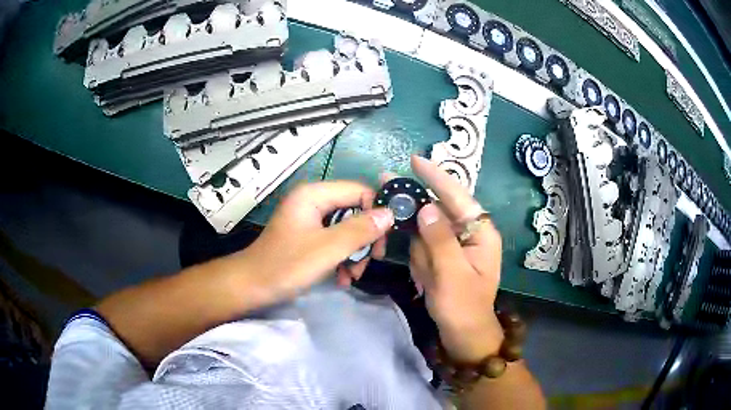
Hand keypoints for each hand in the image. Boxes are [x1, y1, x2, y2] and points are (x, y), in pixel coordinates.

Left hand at [234, 181, 392, 305]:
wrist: (251, 287)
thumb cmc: (286, 265)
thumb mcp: (328, 248)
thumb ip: (361, 230)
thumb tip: (390, 214)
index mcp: (314, 195)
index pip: (359, 191)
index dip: (376, 213)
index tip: (382, 241)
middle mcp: (313, 201)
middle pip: (354, 211)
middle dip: (364, 239)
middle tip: (369, 262)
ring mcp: (310, 220)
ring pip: (347, 229)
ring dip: (354, 253)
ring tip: (352, 276)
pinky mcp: (308, 236)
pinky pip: (334, 241)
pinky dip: (342, 258)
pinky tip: (341, 279)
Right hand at [407, 155, 503, 361]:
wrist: (464, 334)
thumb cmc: (463, 307)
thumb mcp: (452, 275)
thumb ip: (440, 240)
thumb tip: (427, 207)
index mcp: (481, 233)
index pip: (458, 197)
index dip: (437, 178)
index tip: (415, 161)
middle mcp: (470, 233)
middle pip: (441, 209)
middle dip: (418, 208)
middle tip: (390, 191)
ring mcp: (456, 246)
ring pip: (429, 230)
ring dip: (421, 250)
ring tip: (427, 274)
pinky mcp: (444, 256)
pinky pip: (426, 248)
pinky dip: (420, 260)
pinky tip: (427, 280)